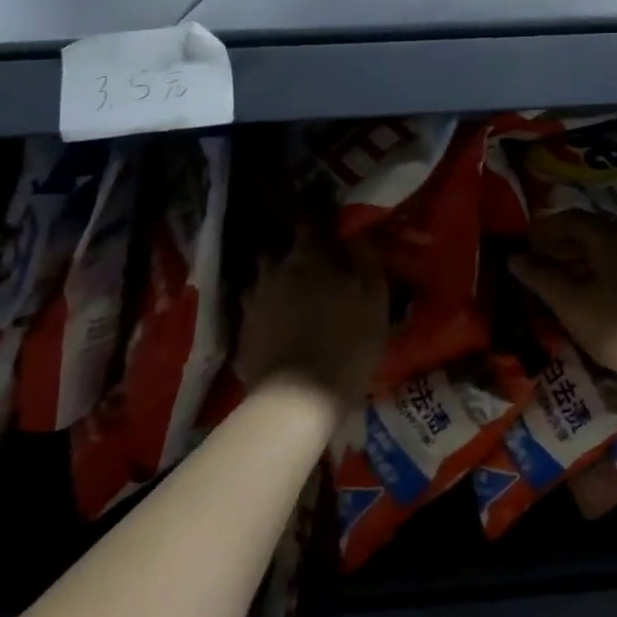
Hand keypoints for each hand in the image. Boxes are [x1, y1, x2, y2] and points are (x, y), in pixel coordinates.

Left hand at [236, 225, 387, 405]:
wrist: (298, 397)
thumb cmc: (347, 341)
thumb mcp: (374, 297)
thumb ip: (366, 259)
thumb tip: (356, 233)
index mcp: (309, 258)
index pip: (311, 223)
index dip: (320, 219)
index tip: (329, 219)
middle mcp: (275, 271)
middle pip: (280, 249)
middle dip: (293, 249)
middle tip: (312, 259)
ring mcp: (254, 301)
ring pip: (262, 276)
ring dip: (276, 277)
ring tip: (291, 288)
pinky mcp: (243, 330)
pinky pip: (254, 305)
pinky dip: (265, 305)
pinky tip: (277, 317)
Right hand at [508, 212, 616, 391]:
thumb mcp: (570, 303)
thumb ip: (541, 278)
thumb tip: (514, 257)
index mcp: (609, 238)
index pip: (572, 219)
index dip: (546, 228)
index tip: (525, 242)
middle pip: (592, 232)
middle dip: (562, 242)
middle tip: (538, 259)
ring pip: (607, 251)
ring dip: (580, 258)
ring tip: (558, 278)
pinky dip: (598, 272)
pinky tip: (590, 292)